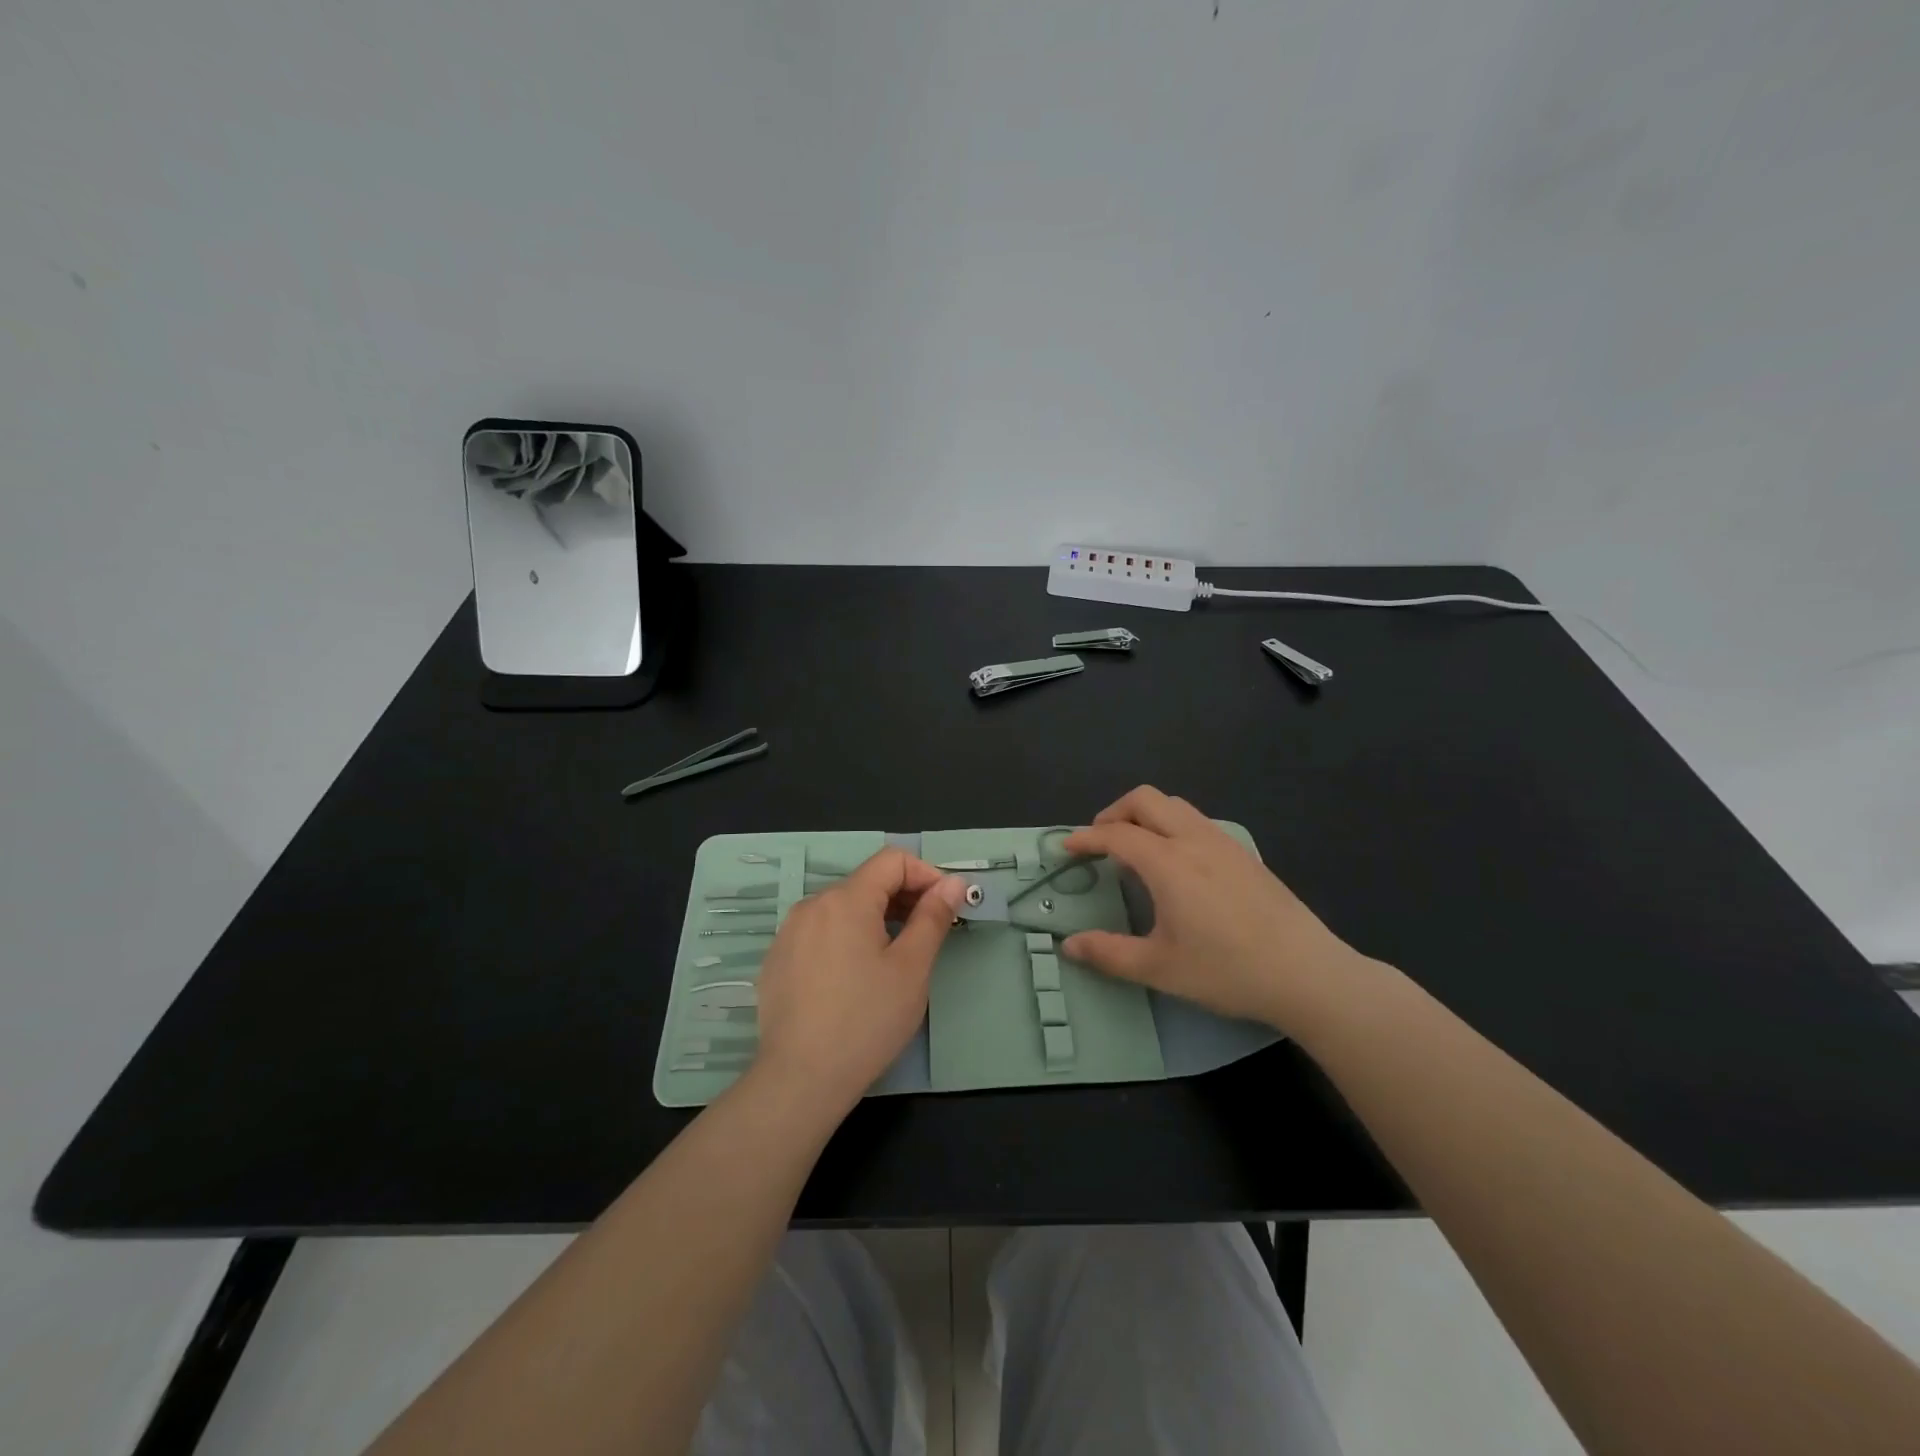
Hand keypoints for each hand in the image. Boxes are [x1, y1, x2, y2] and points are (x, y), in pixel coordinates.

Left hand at [752, 849, 969, 1117]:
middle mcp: (812, 905)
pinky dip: (846, 940)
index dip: (926, 874)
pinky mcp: (777, 960)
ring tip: (894, 959)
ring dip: (876, 919)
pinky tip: (855, 980)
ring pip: (842, 909)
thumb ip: (933, 917)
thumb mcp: (911, 968)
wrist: (800, 1079)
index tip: (946, 906)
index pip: (892, 860)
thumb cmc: (866, 1020)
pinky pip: (820, 933)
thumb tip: (953, 883)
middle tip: (929, 935)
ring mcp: (789, 933)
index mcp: (846, 899)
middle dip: (903, 898)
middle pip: (866, 883)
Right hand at [1062, 786, 1370, 1034]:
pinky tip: (1177, 863)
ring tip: (1135, 849)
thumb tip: (1069, 946)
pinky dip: (1172, 825)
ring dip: (1145, 815)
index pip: (1116, 835)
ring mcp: (1224, 843)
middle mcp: (1194, 840)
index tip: (1066, 848)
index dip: (1086, 838)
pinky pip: (1197, 820)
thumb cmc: (1227, 970)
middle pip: (1145, 799)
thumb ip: (1109, 954)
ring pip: (1175, 805)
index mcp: (1168, 863)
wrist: (1307, 973)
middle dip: (1114, 812)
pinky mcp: (1245, 854)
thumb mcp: (1160, 968)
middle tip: (1100, 841)